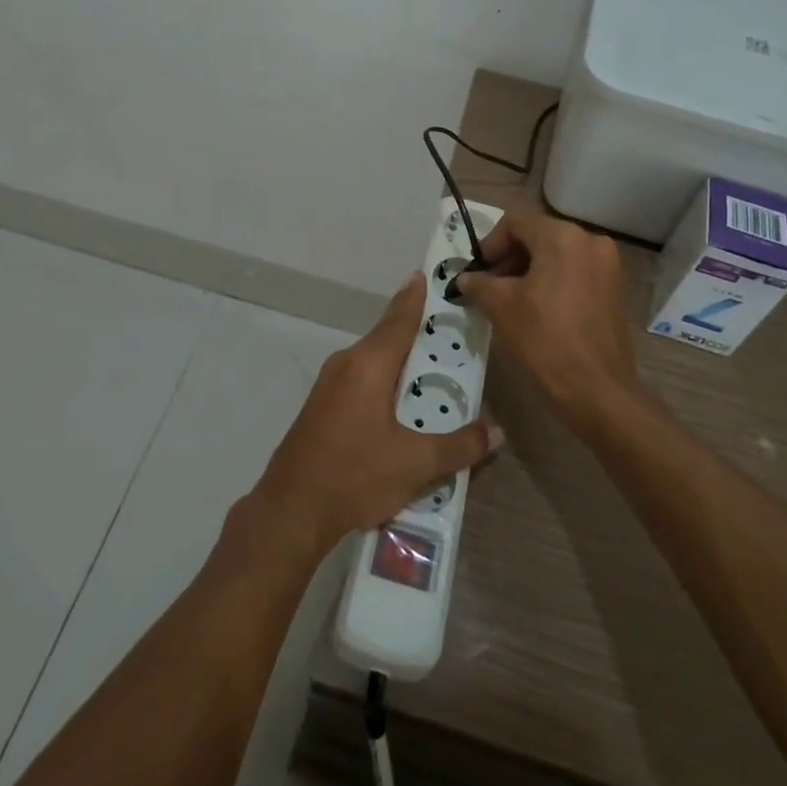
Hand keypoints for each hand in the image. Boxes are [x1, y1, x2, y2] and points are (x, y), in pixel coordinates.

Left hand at [251, 274, 493, 557]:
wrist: (290, 510)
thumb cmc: (355, 475)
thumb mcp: (416, 464)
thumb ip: (459, 446)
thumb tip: (496, 431)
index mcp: (369, 364)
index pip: (400, 318)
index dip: (416, 296)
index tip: (428, 275)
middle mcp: (347, 363)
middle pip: (387, 336)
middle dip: (417, 331)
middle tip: (449, 329)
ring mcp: (329, 384)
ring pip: (373, 360)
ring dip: (401, 360)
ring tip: (432, 368)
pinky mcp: (322, 405)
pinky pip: (361, 378)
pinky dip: (385, 379)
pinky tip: (400, 403)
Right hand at [455, 210, 638, 436]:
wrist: (597, 390)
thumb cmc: (544, 339)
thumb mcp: (501, 306)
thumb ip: (479, 284)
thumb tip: (465, 279)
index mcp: (562, 237)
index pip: (515, 222)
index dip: (490, 244)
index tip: (477, 272)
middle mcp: (590, 241)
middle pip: (538, 236)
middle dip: (510, 258)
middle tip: (488, 287)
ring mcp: (608, 266)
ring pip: (558, 255)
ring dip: (530, 271)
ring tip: (510, 301)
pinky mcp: (616, 289)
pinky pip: (576, 273)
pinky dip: (553, 282)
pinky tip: (538, 310)